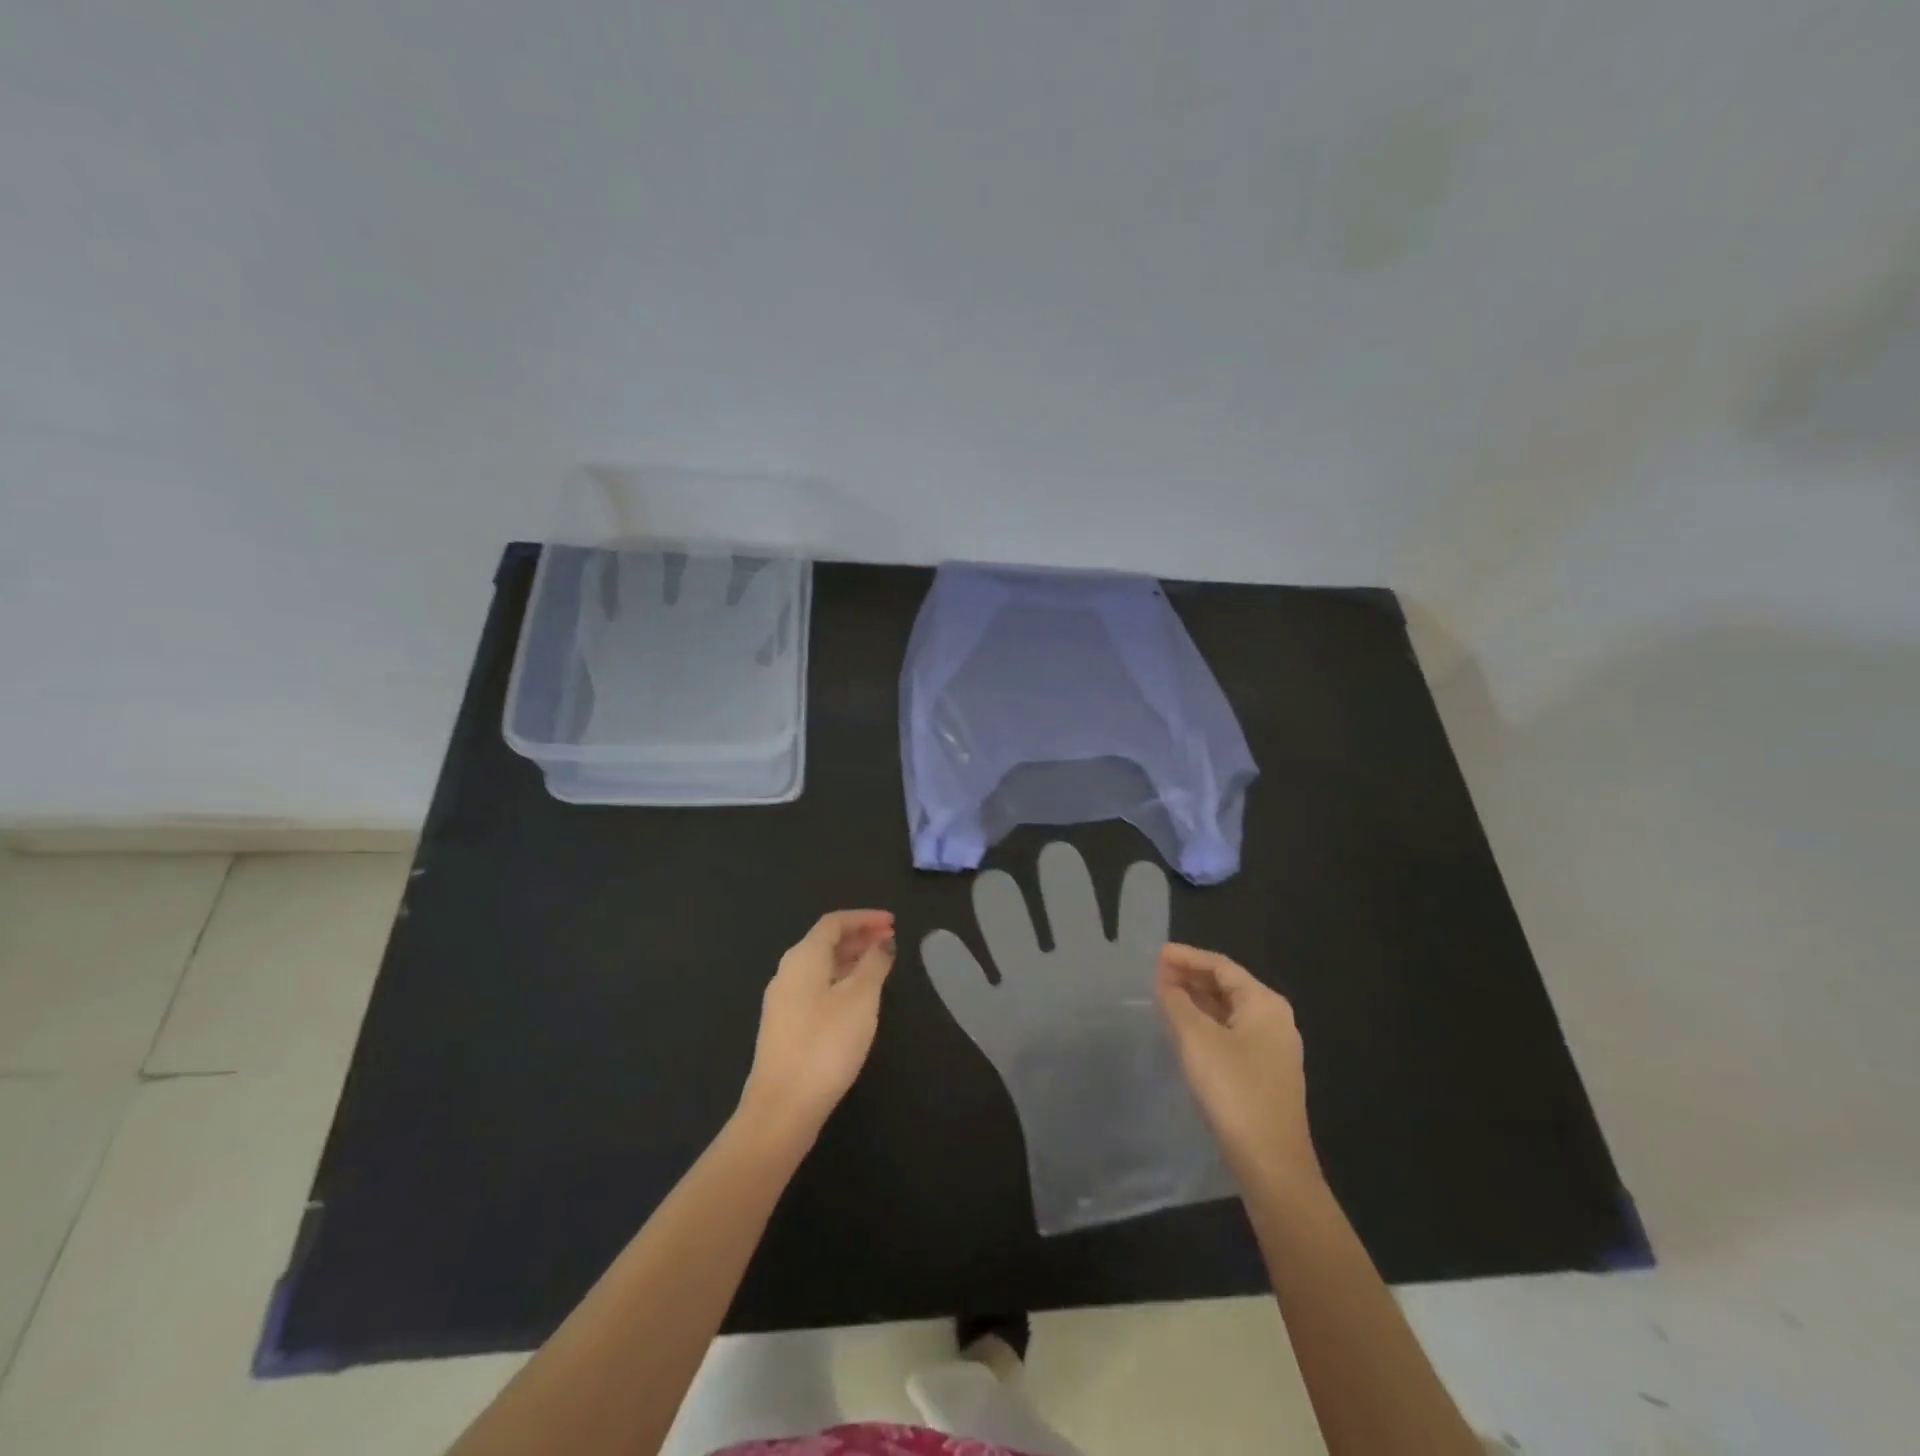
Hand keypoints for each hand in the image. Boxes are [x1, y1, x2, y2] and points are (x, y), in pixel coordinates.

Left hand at [740, 910, 895, 1143]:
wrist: (782, 1108)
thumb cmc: (825, 1044)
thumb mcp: (860, 999)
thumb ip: (874, 964)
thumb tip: (882, 942)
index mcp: (803, 957)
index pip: (834, 923)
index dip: (864, 918)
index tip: (893, 922)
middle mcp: (787, 972)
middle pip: (825, 942)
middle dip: (859, 937)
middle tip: (890, 941)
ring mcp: (782, 1001)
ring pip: (820, 967)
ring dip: (850, 960)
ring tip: (880, 967)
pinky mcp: (784, 1027)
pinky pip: (816, 988)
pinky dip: (840, 981)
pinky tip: (857, 1000)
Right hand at [1156, 943, 1320, 1191]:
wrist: (1271, 1164)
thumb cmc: (1234, 1090)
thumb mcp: (1196, 1040)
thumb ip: (1176, 1003)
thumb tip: (1165, 982)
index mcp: (1264, 1004)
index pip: (1221, 966)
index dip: (1187, 956)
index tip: (1155, 954)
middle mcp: (1274, 1020)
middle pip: (1227, 986)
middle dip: (1191, 977)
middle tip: (1155, 974)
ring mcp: (1272, 1049)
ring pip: (1227, 1011)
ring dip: (1196, 1000)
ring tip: (1163, 995)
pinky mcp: (1263, 1073)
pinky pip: (1230, 1033)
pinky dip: (1205, 1024)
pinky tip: (1182, 1029)